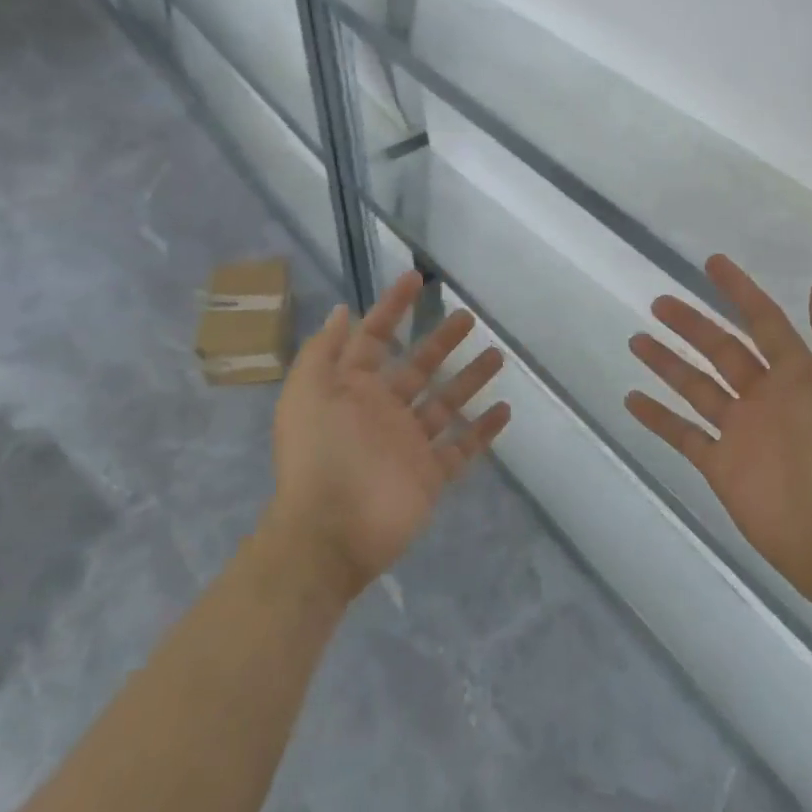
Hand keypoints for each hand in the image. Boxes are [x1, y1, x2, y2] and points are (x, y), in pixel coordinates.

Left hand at [265, 270, 510, 603]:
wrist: (330, 532)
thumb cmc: (319, 453)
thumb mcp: (306, 392)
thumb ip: (325, 350)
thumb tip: (342, 310)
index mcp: (352, 388)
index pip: (374, 337)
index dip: (393, 308)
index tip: (417, 279)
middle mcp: (382, 410)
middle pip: (418, 366)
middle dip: (441, 340)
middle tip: (468, 317)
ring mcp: (409, 443)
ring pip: (445, 403)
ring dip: (470, 379)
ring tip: (497, 356)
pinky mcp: (430, 475)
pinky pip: (461, 448)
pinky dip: (482, 430)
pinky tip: (505, 409)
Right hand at [626, 255, 811, 608]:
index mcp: (797, 376)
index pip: (763, 321)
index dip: (739, 291)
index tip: (711, 263)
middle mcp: (765, 397)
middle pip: (721, 350)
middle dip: (692, 324)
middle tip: (659, 302)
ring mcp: (740, 431)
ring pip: (695, 387)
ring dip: (667, 363)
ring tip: (636, 340)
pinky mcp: (721, 464)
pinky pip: (683, 434)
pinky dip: (658, 417)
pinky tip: (631, 398)